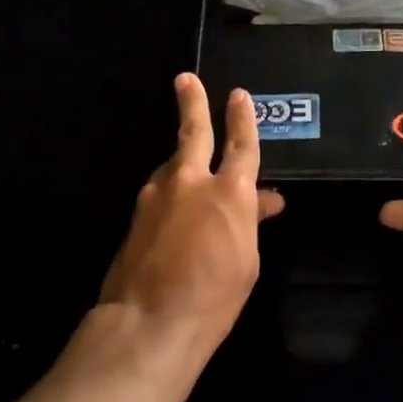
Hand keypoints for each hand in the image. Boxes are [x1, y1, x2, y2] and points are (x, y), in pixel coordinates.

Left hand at [97, 74, 284, 359]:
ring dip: (182, 159)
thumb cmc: (214, 296)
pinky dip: (171, 191)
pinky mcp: (136, 215)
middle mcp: (190, 182)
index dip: (243, 119)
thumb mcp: (246, 260)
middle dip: (192, 103)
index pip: (242, 145)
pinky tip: (176, 206)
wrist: (149, 321)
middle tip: (185, 80)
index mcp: (229, 192)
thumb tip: (265, 200)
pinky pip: (160, 192)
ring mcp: (157, 196)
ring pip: (173, 165)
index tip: (239, 95)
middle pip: (192, 132)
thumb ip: (251, 221)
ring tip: (190, 160)